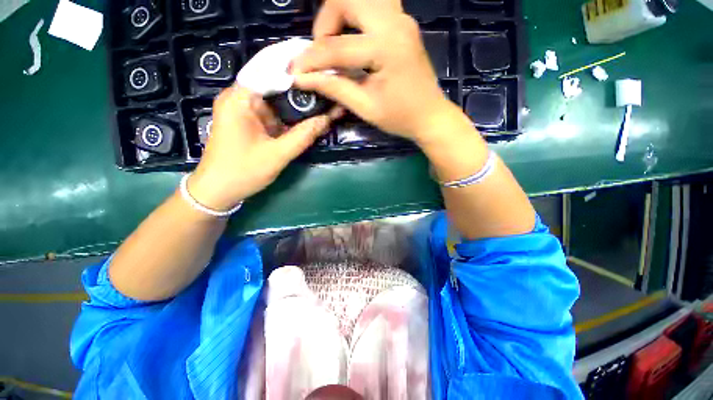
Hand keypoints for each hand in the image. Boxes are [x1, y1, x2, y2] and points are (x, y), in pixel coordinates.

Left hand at [187, 86, 340, 211]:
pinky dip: (288, 117)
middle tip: (325, 92)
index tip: (319, 74)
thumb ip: (303, 136)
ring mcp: (244, 111)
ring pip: (275, 100)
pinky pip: (272, 114)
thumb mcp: (277, 155)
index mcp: (240, 99)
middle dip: (299, 90)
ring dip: (295, 105)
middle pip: (274, 85)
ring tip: (320, 104)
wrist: (217, 191)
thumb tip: (327, 119)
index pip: (270, 70)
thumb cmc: (242, 172)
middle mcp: (240, 98)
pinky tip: (305, 119)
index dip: (296, 71)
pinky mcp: (249, 122)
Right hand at [291, 0, 456, 142]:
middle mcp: (395, 23)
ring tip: (335, 44)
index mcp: (386, 48)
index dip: (311, 60)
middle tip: (322, 53)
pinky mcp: (403, 23)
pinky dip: (355, 16)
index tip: (294, 72)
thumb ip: (334, 88)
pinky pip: (374, 5)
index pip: (337, 48)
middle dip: (324, 24)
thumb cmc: (400, 117)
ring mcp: (402, 19)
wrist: (430, 115)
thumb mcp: (365, 107)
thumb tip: (302, 79)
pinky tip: (352, 37)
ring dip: (339, 15)